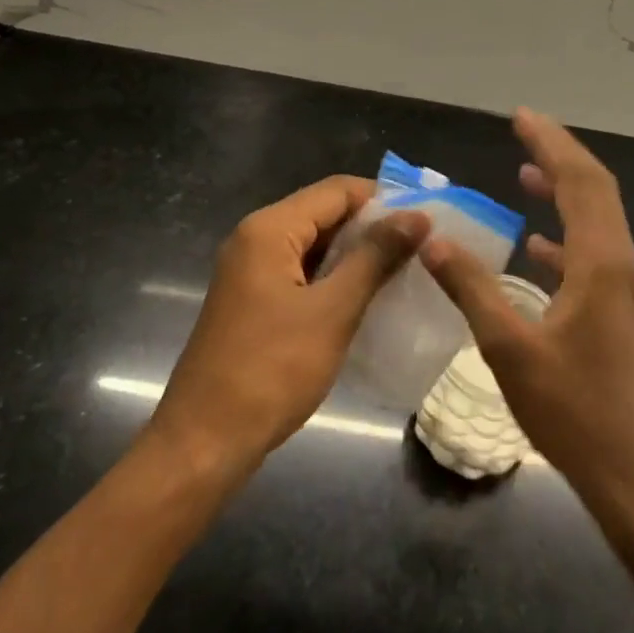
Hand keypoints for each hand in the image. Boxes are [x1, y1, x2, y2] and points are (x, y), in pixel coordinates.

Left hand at [150, 176, 429, 474]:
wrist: (205, 442)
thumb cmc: (271, 371)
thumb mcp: (333, 310)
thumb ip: (375, 257)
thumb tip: (418, 216)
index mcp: (269, 229)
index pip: (337, 190)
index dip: (384, 200)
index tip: (428, 221)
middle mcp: (256, 238)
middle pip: (325, 213)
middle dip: (373, 228)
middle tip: (423, 249)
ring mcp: (251, 271)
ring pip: (315, 245)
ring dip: (357, 255)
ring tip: (406, 272)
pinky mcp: (254, 300)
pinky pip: (303, 273)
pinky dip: (335, 278)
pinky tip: (369, 298)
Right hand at [421, 110, 633, 509]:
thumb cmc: (573, 411)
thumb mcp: (510, 348)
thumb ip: (472, 289)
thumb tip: (433, 240)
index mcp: (600, 262)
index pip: (580, 182)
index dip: (551, 144)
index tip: (521, 117)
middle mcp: (619, 263)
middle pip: (595, 190)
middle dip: (560, 155)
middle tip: (523, 130)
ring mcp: (624, 288)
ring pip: (597, 219)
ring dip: (564, 190)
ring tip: (527, 172)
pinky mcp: (619, 310)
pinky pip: (593, 252)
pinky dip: (565, 234)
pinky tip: (536, 245)